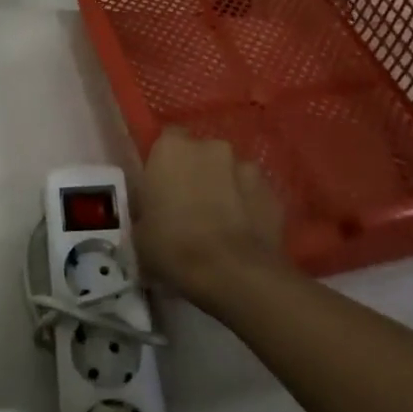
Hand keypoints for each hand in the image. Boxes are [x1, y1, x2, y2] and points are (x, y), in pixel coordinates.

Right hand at [136, 129, 289, 305]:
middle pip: (201, 152)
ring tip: (220, 221)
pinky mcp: (272, 191)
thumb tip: (154, 208)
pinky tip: (242, 232)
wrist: (234, 274)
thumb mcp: (139, 230)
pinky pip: (252, 193)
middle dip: (197, 171)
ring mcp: (247, 166)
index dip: (166, 160)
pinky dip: (247, 206)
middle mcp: (210, 146)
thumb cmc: (174, 247)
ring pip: (230, 172)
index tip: (162, 183)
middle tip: (189, 204)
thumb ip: (146, 206)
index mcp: (172, 148)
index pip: (167, 138)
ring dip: (224, 187)